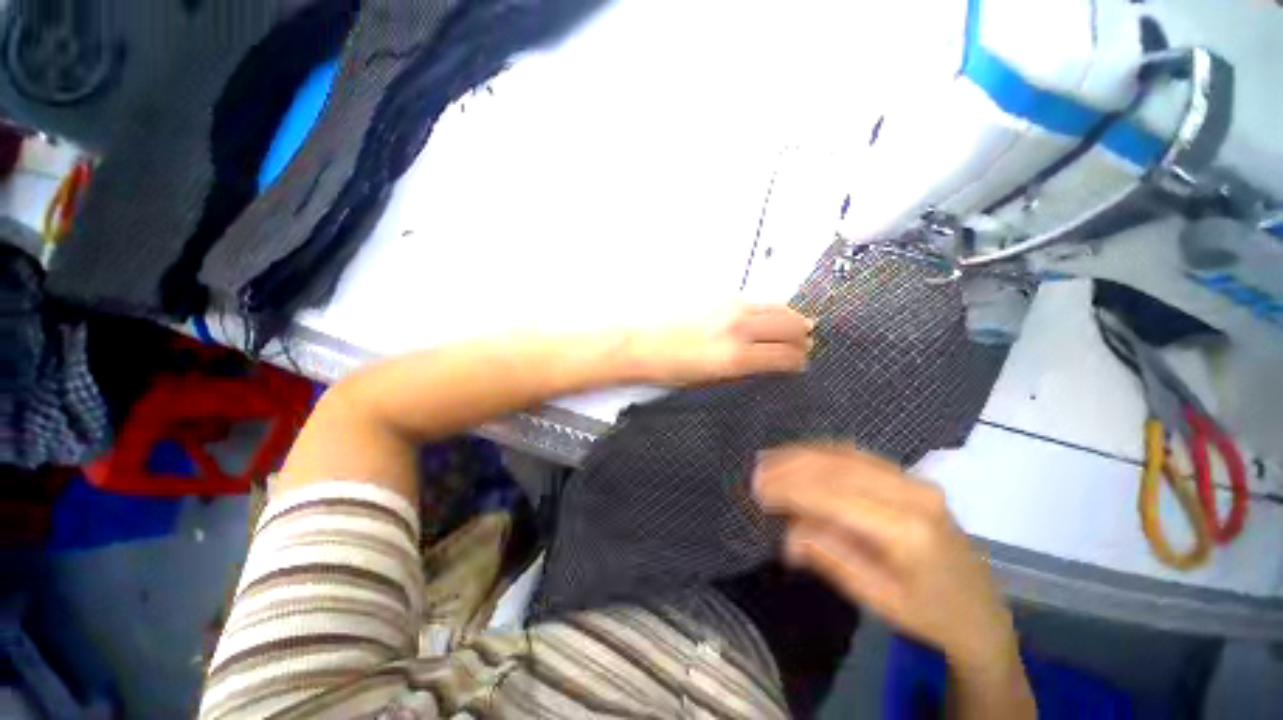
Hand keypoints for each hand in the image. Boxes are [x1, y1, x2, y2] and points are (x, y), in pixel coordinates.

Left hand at [626, 304, 813, 385]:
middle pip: (790, 325)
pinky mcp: (721, 299)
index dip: (799, 361)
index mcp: (736, 357)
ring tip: (796, 327)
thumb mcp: (712, 381)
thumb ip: (745, 370)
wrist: (643, 344)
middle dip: (803, 337)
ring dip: (791, 318)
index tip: (801, 364)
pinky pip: (758, 302)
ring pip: (778, 308)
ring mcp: (731, 309)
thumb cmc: (671, 367)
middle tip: (804, 345)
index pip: (785, 355)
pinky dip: (771, 309)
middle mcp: (738, 329)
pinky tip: (768, 317)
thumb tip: (768, 365)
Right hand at [753, 445, 1016, 671]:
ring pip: (844, 453)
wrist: (980, 610)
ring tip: (768, 459)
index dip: (791, 489)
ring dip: (800, 453)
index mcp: (908, 531)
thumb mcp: (876, 598)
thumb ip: (830, 557)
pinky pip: (856, 453)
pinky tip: (798, 455)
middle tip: (756, 471)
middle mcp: (913, 493)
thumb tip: (787, 532)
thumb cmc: (928, 614)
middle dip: (790, 466)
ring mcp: (913, 479)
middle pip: (837, 466)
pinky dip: (820, 451)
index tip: (757, 489)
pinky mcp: (909, 475)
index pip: (835, 496)